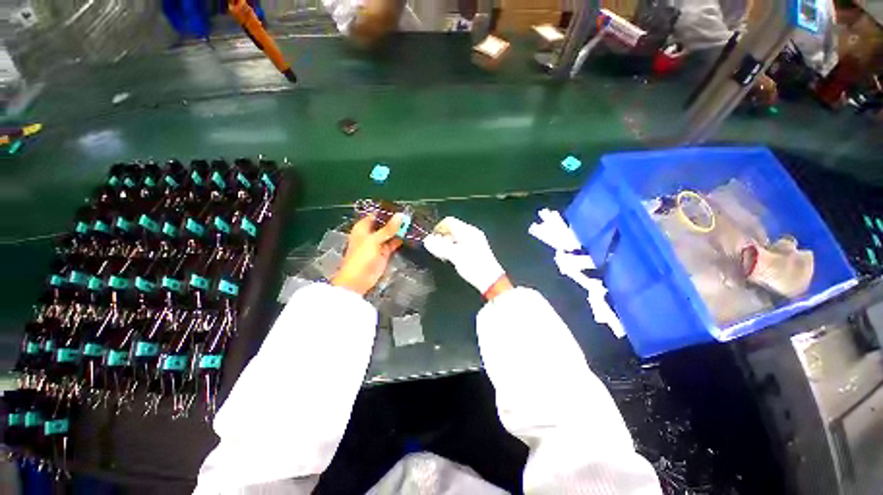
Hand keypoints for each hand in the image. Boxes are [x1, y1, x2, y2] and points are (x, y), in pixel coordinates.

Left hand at [332, 214, 403, 295]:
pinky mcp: (384, 252)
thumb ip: (388, 228)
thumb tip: (401, 215)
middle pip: (384, 224)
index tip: (401, 208)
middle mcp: (371, 233)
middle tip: (411, 215)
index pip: (377, 215)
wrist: (358, 280)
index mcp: (363, 227)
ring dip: (399, 230)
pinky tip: (410, 235)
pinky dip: (400, 240)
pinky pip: (393, 243)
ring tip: (413, 223)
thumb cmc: (361, 257)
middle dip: (396, 221)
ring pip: (390, 233)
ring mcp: (378, 243)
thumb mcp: (374, 240)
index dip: (388, 212)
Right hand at [423, 217, 509, 297]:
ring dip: (446, 244)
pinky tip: (451, 258)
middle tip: (436, 250)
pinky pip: (460, 244)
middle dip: (441, 238)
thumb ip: (440, 247)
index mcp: (468, 231)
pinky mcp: (475, 250)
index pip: (449, 222)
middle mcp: (471, 233)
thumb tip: (426, 240)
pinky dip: (452, 248)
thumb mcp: (455, 256)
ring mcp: (474, 241)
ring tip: (442, 256)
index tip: (431, 240)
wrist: (491, 280)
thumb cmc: (474, 266)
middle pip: (451, 229)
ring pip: (455, 237)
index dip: (437, 229)